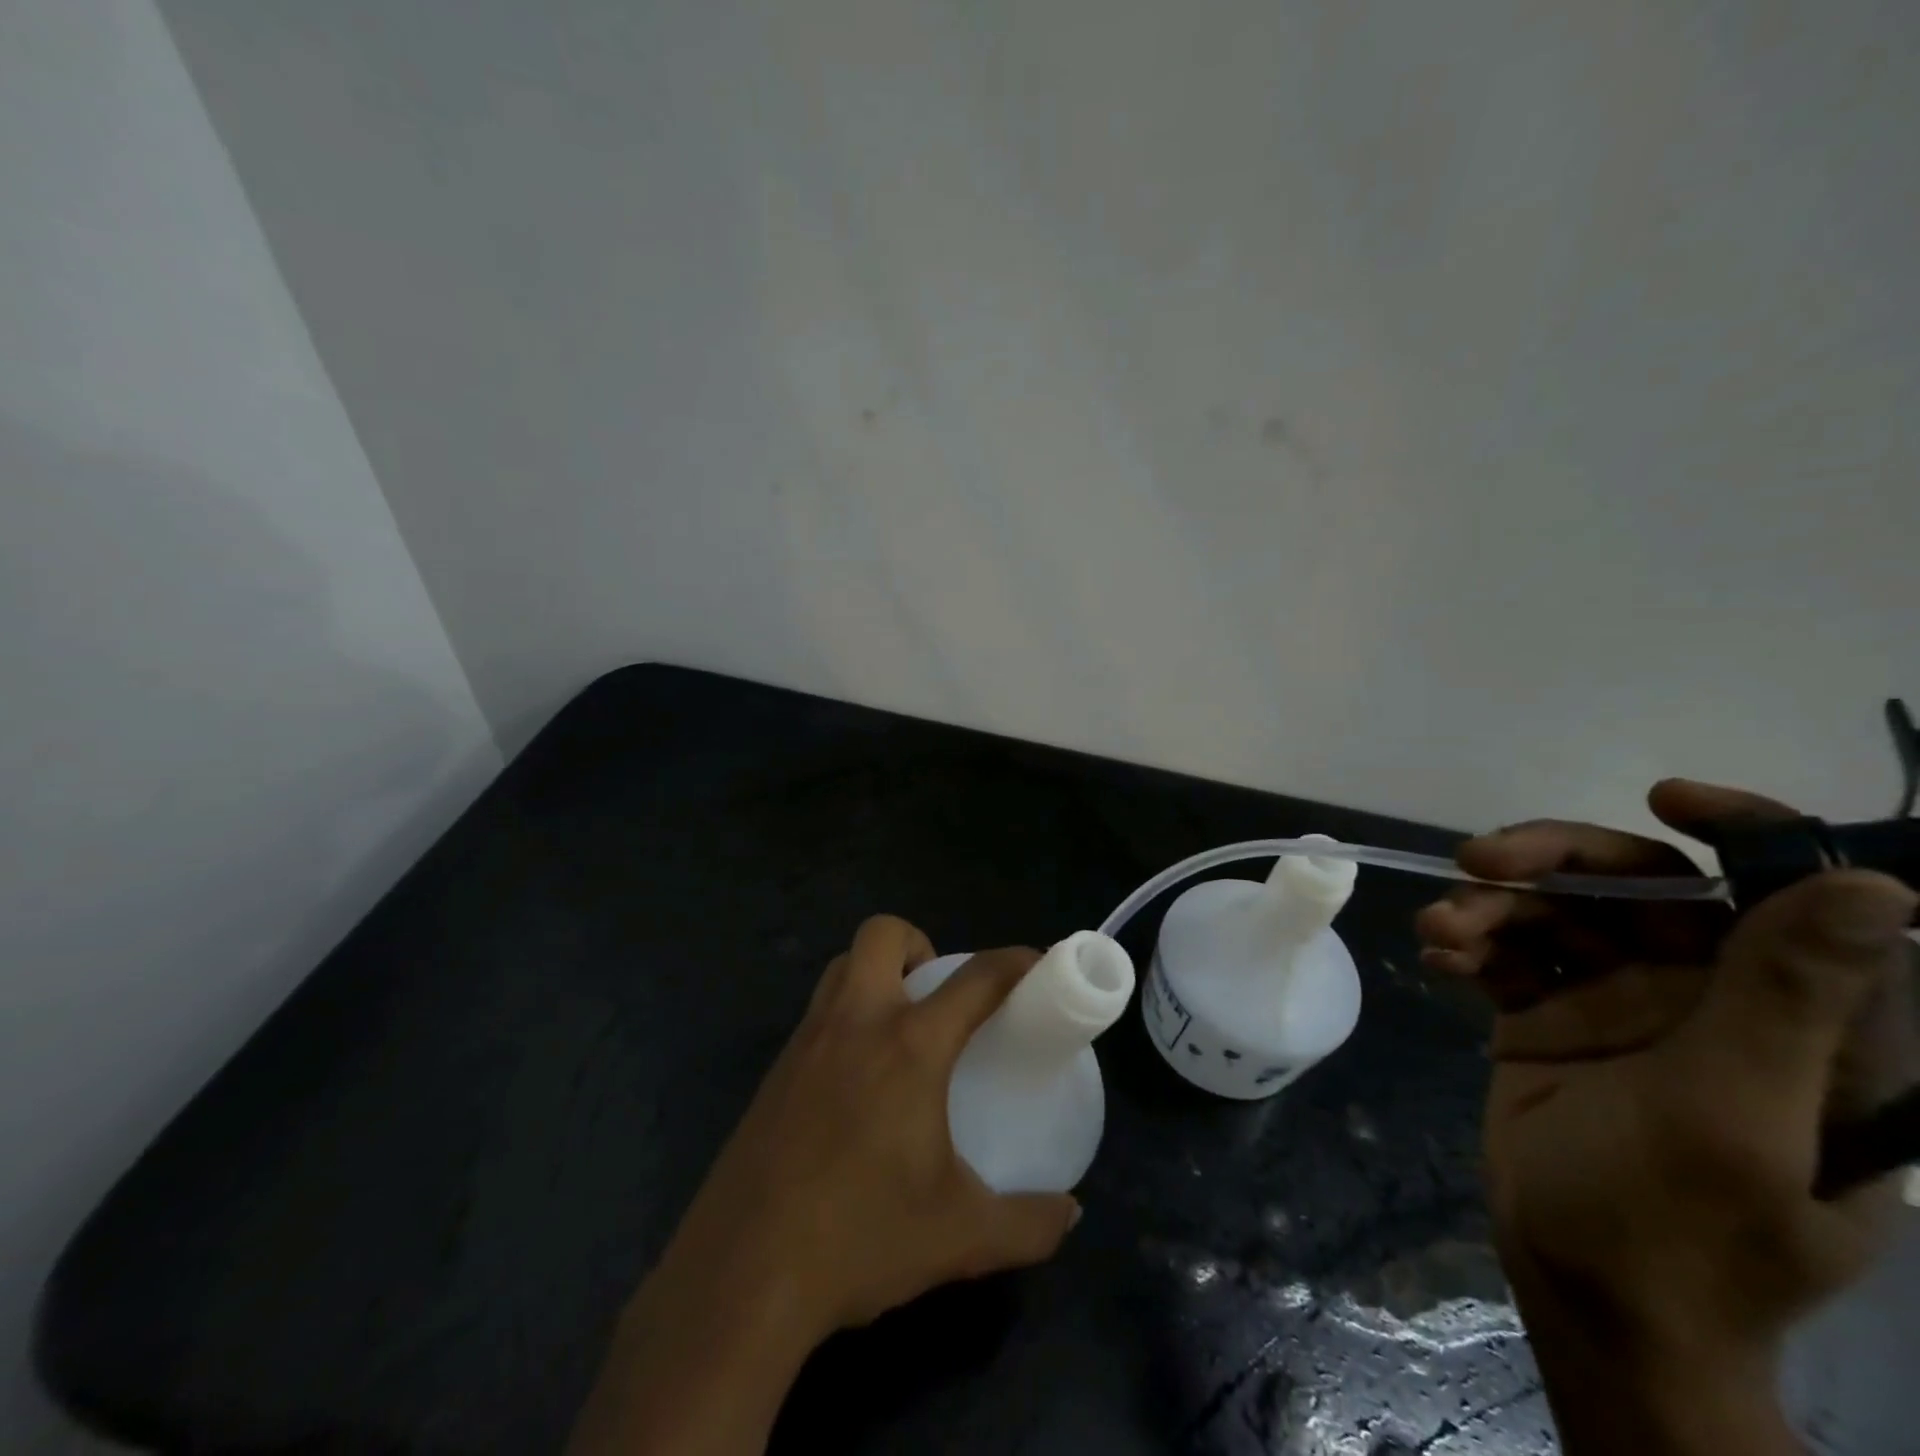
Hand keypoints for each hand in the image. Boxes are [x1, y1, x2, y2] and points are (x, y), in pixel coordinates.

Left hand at [570, 915, 1078, 1455]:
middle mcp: (855, 1022)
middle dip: (920, 945)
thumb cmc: (859, 1240)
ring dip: (877, 974)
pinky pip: (817, 1012)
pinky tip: (857, 1080)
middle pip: (883, 934)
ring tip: (902, 1030)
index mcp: (909, 1046)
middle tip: (941, 997)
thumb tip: (1070, 1214)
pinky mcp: (774, 1070)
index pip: (975, 979)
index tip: (1036, 964)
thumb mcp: (959, 1237)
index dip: (1014, 962)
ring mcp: (806, 1041)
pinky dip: (846, 1016)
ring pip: (841, 965)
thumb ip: (1027, 1224)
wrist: (740, 1278)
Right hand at [1417, 780, 1916, 1455]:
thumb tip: (1873, 886)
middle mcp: (1711, 996)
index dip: (1743, 831)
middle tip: (1476, 859)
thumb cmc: (1678, 1225)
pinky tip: (1439, 958)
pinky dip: (1471, 945)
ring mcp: (1620, 1003)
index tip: (1662, 798)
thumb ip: (1789, 1003)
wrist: (1583, 1292)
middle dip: (1555, 861)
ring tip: (1441, 930)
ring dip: (1492, 907)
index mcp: (1797, 1020)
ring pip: (1557, 914)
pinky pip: (1508, 954)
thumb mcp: (1737, 1115)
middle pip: (1639, 888)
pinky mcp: (1550, 1015)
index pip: (1789, 896)